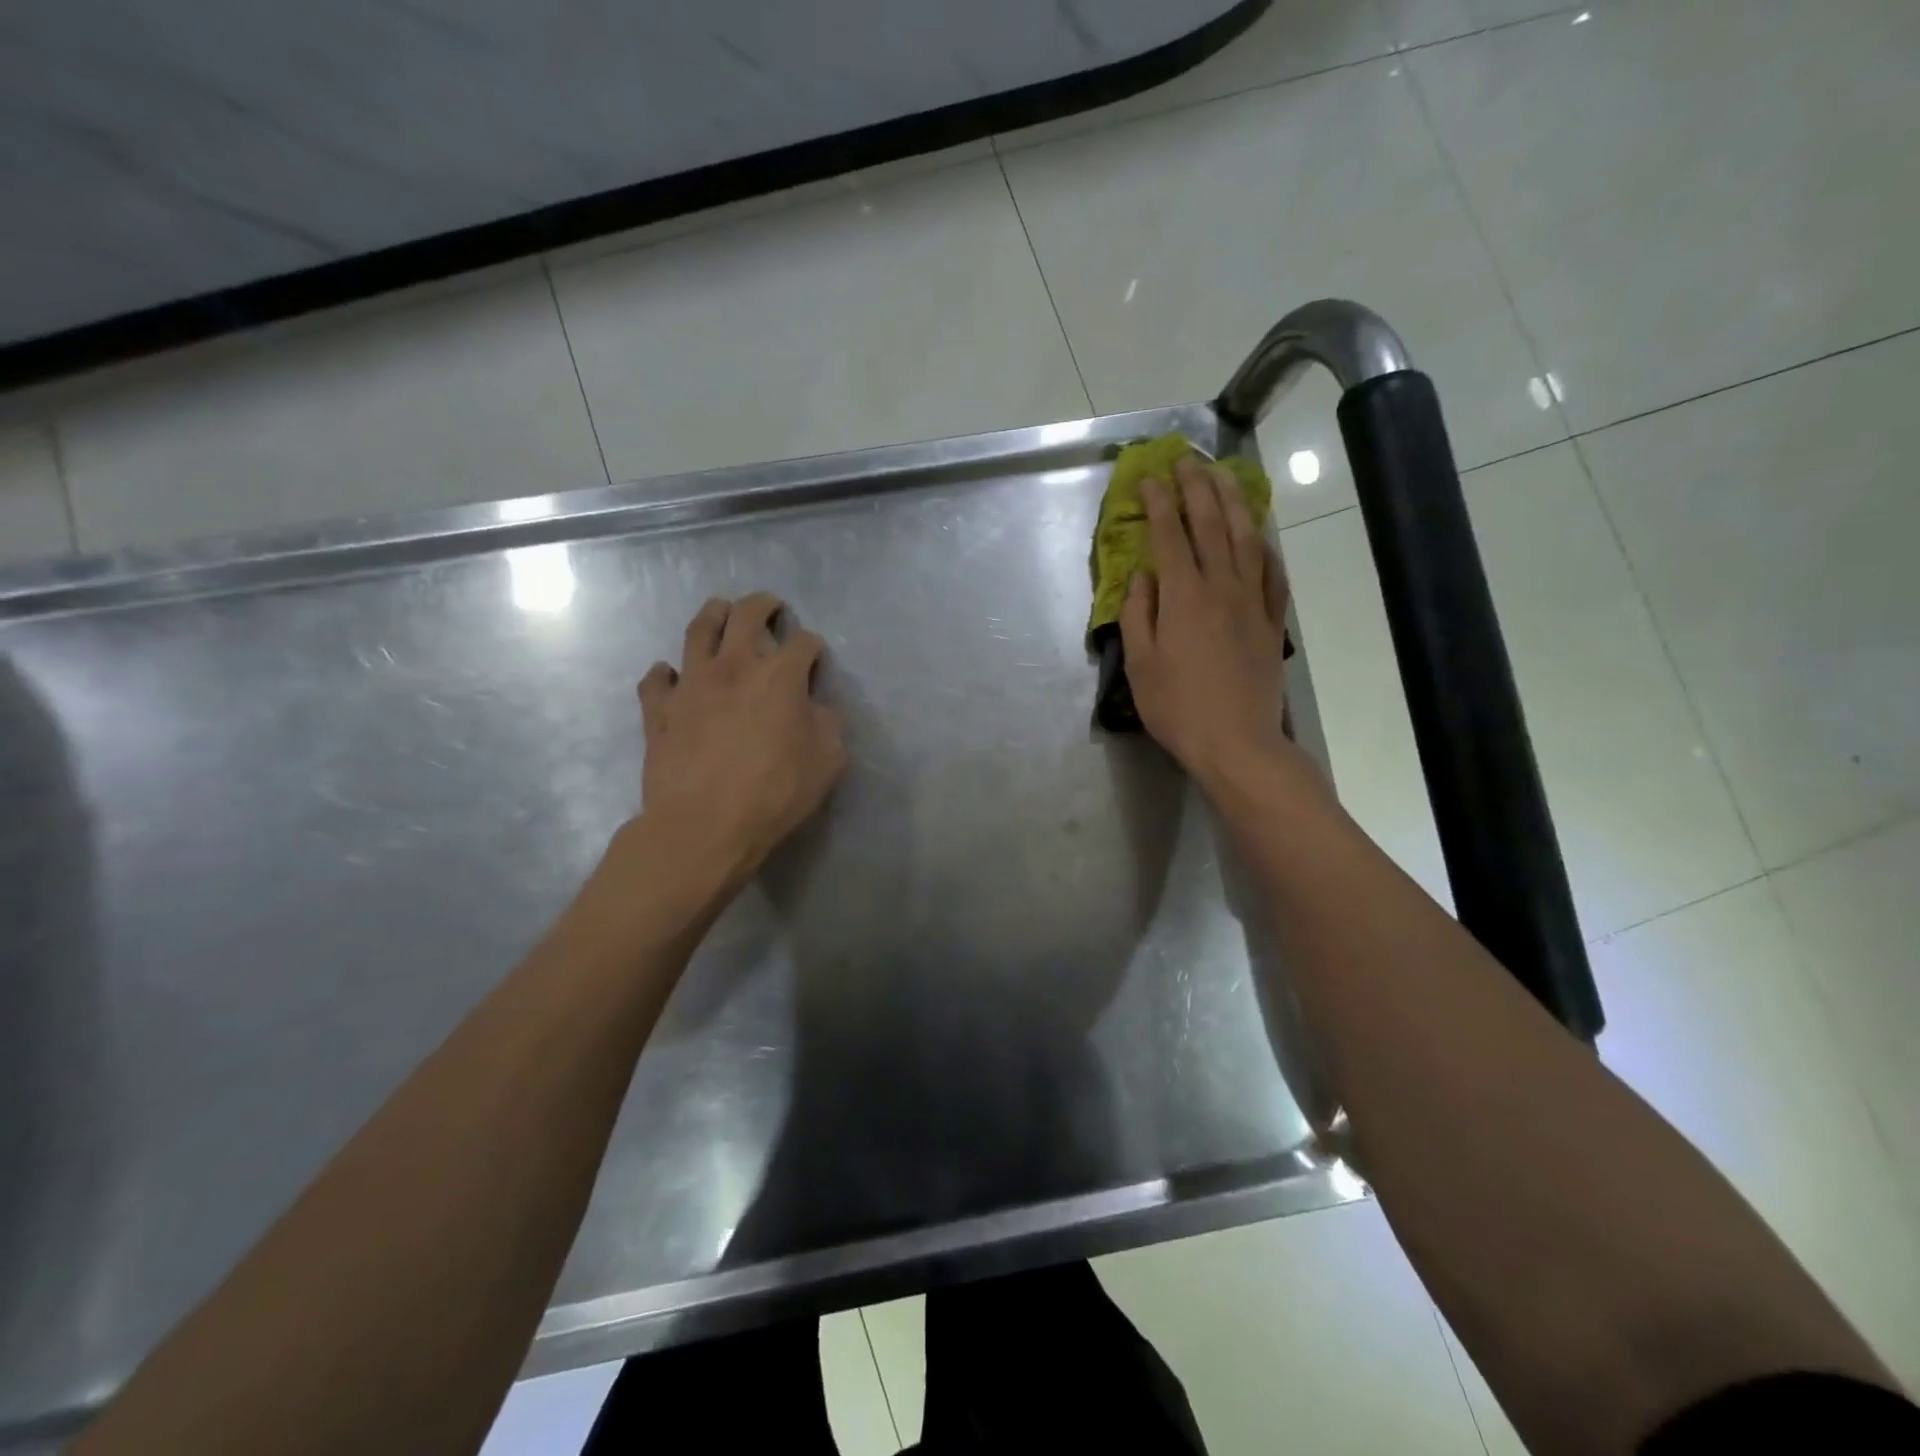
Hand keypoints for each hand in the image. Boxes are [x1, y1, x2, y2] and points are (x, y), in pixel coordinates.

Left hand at [630, 592, 844, 893]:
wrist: (704, 825)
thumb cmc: (775, 793)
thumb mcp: (828, 761)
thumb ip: (826, 724)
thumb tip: (812, 708)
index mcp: (779, 676)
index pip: (803, 643)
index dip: (812, 648)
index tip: (814, 660)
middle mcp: (733, 667)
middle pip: (746, 616)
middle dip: (763, 605)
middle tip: (770, 606)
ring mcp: (690, 684)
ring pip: (697, 631)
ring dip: (713, 615)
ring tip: (720, 611)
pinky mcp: (659, 710)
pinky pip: (656, 680)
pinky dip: (664, 673)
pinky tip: (670, 675)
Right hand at [1120, 455, 1290, 786]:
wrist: (1237, 742)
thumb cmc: (1177, 707)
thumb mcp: (1140, 664)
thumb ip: (1138, 614)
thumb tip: (1144, 576)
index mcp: (1184, 597)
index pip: (1169, 536)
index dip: (1159, 503)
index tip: (1150, 477)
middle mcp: (1221, 588)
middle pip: (1211, 525)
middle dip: (1197, 488)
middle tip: (1187, 460)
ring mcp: (1252, 603)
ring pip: (1246, 539)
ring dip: (1234, 503)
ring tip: (1225, 476)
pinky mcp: (1271, 622)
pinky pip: (1271, 573)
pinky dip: (1264, 547)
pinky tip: (1259, 535)